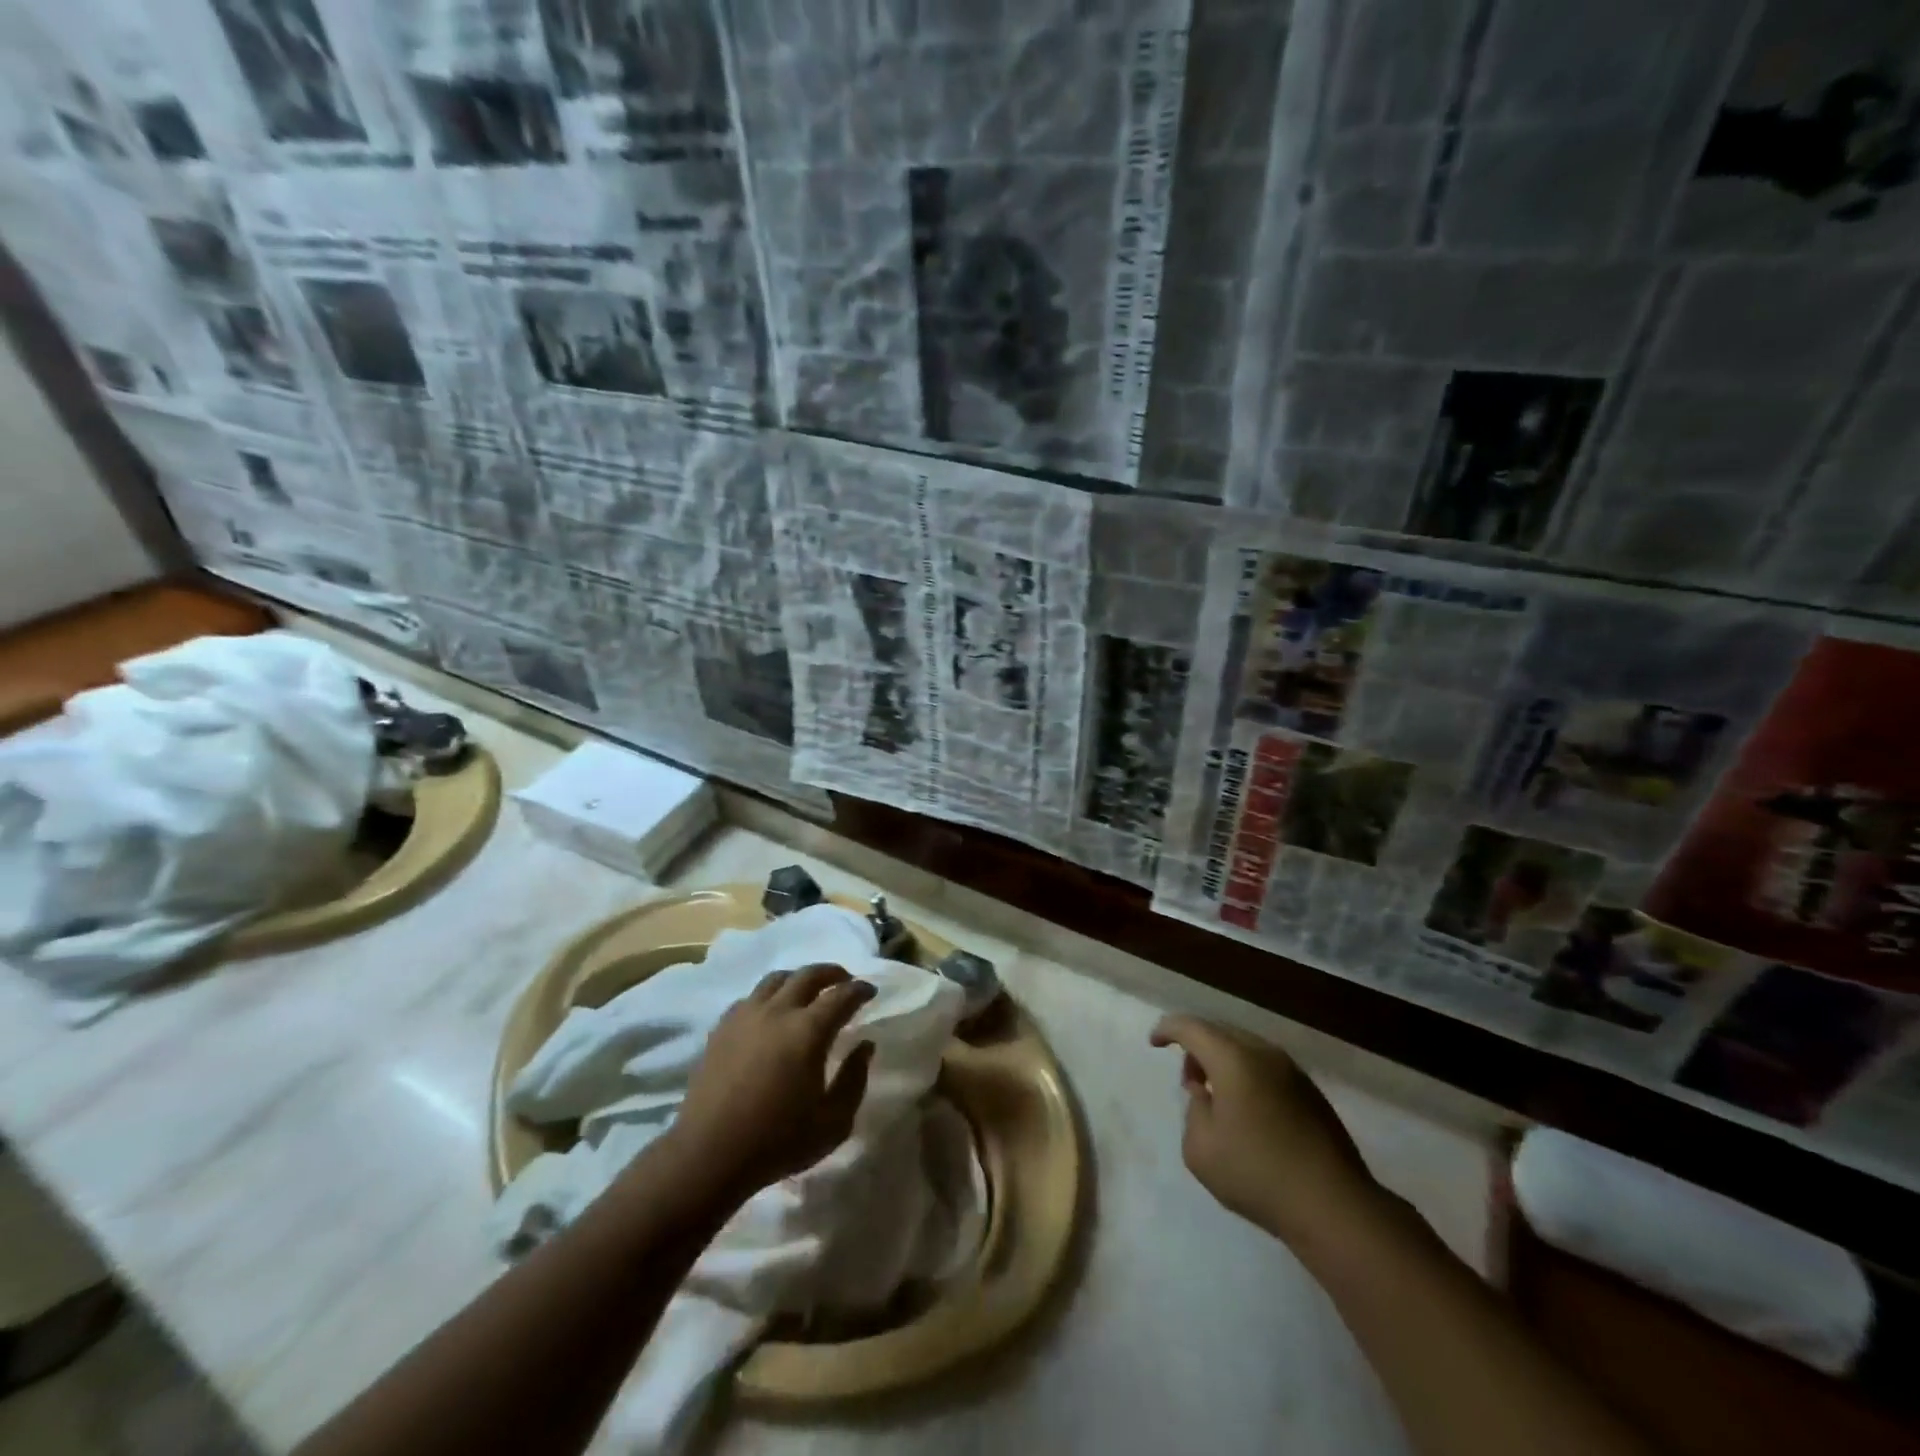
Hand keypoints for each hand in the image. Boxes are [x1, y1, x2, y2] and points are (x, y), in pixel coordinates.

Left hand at [667, 964, 876, 1203]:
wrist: (709, 1155)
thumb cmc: (778, 1141)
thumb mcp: (833, 1122)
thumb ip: (854, 1079)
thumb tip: (864, 1045)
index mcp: (808, 1031)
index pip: (841, 995)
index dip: (860, 990)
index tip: (870, 992)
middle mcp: (778, 1012)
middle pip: (808, 975)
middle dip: (832, 973)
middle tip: (844, 981)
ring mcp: (746, 1016)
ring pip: (776, 979)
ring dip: (798, 979)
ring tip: (808, 991)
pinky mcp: (722, 1028)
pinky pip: (750, 998)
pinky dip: (769, 996)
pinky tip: (771, 1013)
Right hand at [1150, 1015, 1380, 1244]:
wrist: (1334, 1207)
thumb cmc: (1257, 1174)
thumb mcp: (1200, 1149)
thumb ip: (1193, 1111)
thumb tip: (1206, 1095)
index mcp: (1233, 1058)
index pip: (1191, 1027)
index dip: (1168, 1029)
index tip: (1154, 1043)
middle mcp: (1264, 1053)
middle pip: (1221, 1032)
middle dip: (1197, 1047)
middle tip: (1188, 1080)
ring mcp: (1293, 1072)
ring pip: (1247, 1049)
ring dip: (1224, 1062)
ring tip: (1217, 1098)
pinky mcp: (1312, 1094)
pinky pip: (1268, 1068)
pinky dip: (1248, 1076)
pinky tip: (1249, 1113)